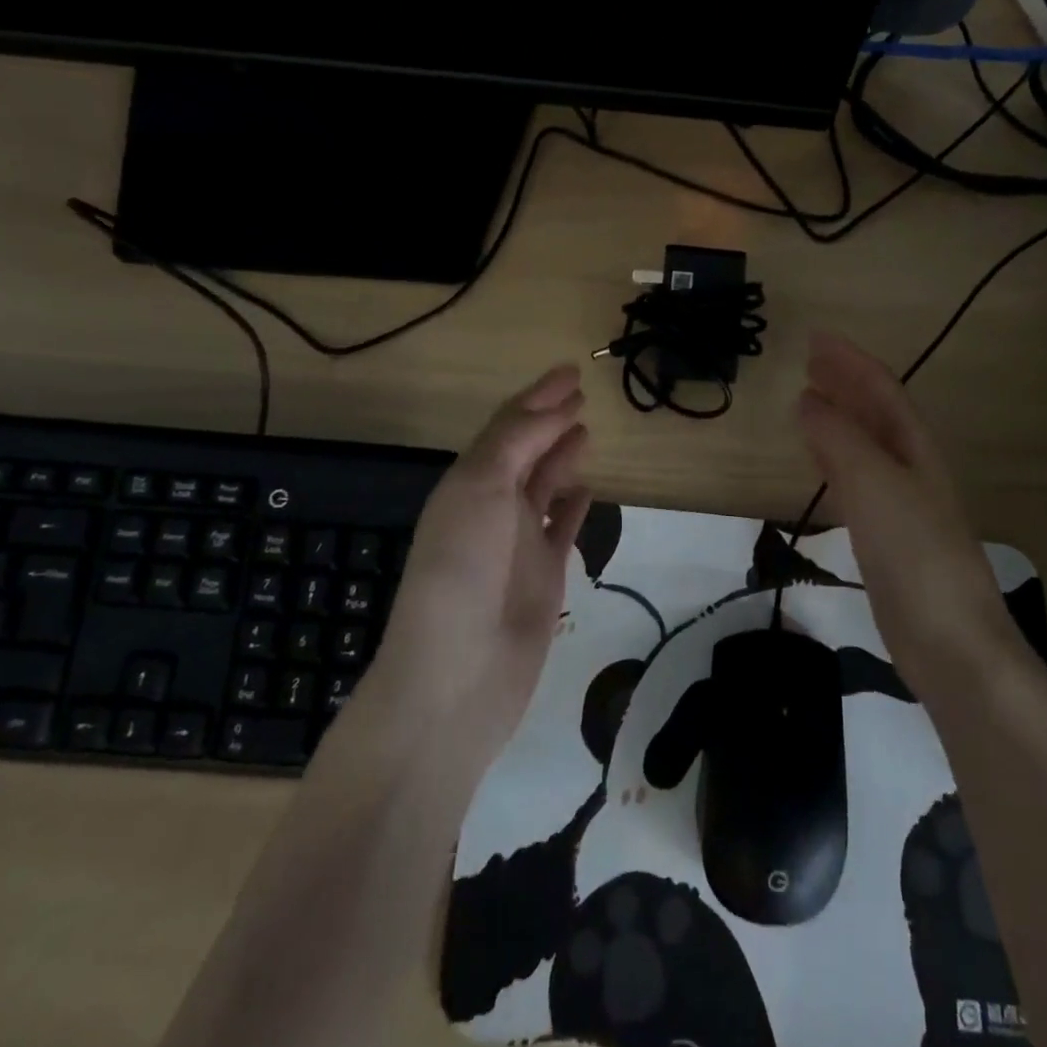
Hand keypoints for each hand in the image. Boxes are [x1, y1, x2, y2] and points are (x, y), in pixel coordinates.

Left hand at [368, 365, 591, 749]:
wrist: (458, 675)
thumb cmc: (463, 570)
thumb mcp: (481, 489)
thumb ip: (516, 444)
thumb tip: (553, 412)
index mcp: (469, 482)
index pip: (508, 426)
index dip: (538, 396)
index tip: (571, 371)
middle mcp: (492, 506)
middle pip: (526, 451)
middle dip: (550, 419)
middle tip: (582, 394)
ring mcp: (519, 542)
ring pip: (545, 486)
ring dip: (562, 456)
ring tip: (586, 431)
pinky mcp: (544, 576)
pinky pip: (562, 528)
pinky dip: (573, 506)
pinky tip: (588, 490)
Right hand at [796, 331, 1020, 690]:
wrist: (951, 644)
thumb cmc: (916, 555)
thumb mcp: (875, 486)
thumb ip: (839, 440)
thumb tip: (807, 401)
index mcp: (915, 449)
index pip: (882, 390)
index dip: (850, 362)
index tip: (815, 339)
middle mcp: (912, 470)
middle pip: (876, 414)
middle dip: (846, 384)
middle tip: (810, 362)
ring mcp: (901, 507)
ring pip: (866, 447)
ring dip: (839, 420)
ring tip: (808, 402)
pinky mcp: (887, 541)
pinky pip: (856, 482)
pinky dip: (835, 462)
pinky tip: (821, 467)